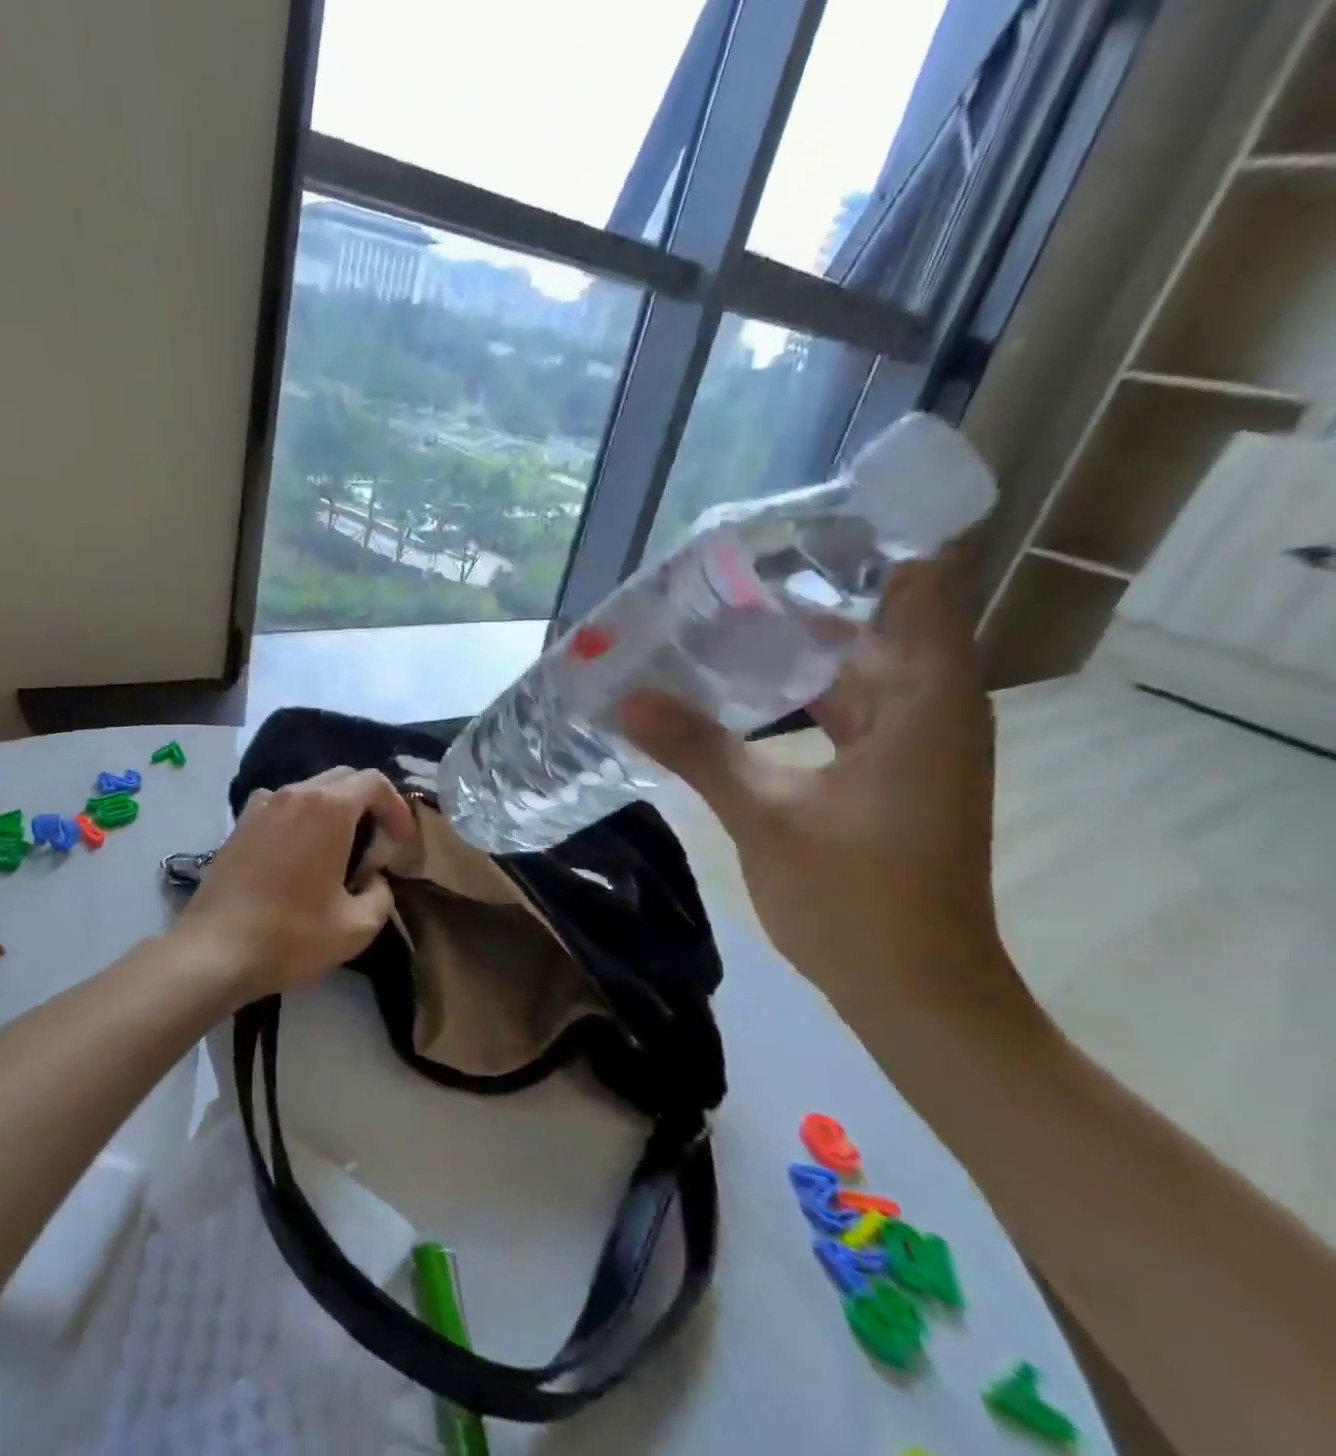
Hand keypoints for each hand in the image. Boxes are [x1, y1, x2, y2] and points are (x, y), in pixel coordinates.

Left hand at [169, 767, 414, 1005]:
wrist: (213, 951)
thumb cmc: (291, 935)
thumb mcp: (356, 927)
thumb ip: (381, 896)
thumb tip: (375, 881)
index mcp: (328, 808)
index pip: (375, 782)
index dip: (397, 808)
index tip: (401, 843)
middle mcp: (294, 793)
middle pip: (344, 778)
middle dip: (368, 804)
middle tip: (376, 846)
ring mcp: (261, 806)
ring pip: (311, 790)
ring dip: (334, 811)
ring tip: (339, 852)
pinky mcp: (240, 824)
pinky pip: (282, 806)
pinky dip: (302, 819)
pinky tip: (299, 856)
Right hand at [618, 561, 1014, 1025]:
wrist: (919, 996)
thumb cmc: (857, 900)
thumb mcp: (765, 816)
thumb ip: (698, 748)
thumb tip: (626, 697)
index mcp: (922, 701)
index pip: (918, 583)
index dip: (865, 542)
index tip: (789, 524)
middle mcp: (931, 708)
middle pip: (871, 623)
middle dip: (796, 600)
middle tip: (714, 583)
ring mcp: (914, 745)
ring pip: (852, 671)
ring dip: (790, 652)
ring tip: (711, 630)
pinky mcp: (893, 777)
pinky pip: (845, 711)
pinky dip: (796, 697)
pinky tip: (737, 698)